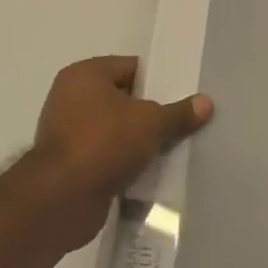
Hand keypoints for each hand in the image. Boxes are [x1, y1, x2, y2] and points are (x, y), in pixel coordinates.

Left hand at [21, 56, 212, 251]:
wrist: (60, 200)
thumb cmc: (104, 143)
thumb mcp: (151, 123)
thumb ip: (179, 113)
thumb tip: (207, 102)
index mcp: (85, 75)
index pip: (132, 67)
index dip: (160, 80)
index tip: (184, 96)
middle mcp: (72, 98)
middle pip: (125, 99)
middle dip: (152, 113)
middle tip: (182, 122)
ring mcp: (69, 133)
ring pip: (117, 130)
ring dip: (139, 141)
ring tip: (172, 148)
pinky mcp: (71, 164)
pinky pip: (107, 156)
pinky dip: (125, 162)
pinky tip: (151, 171)